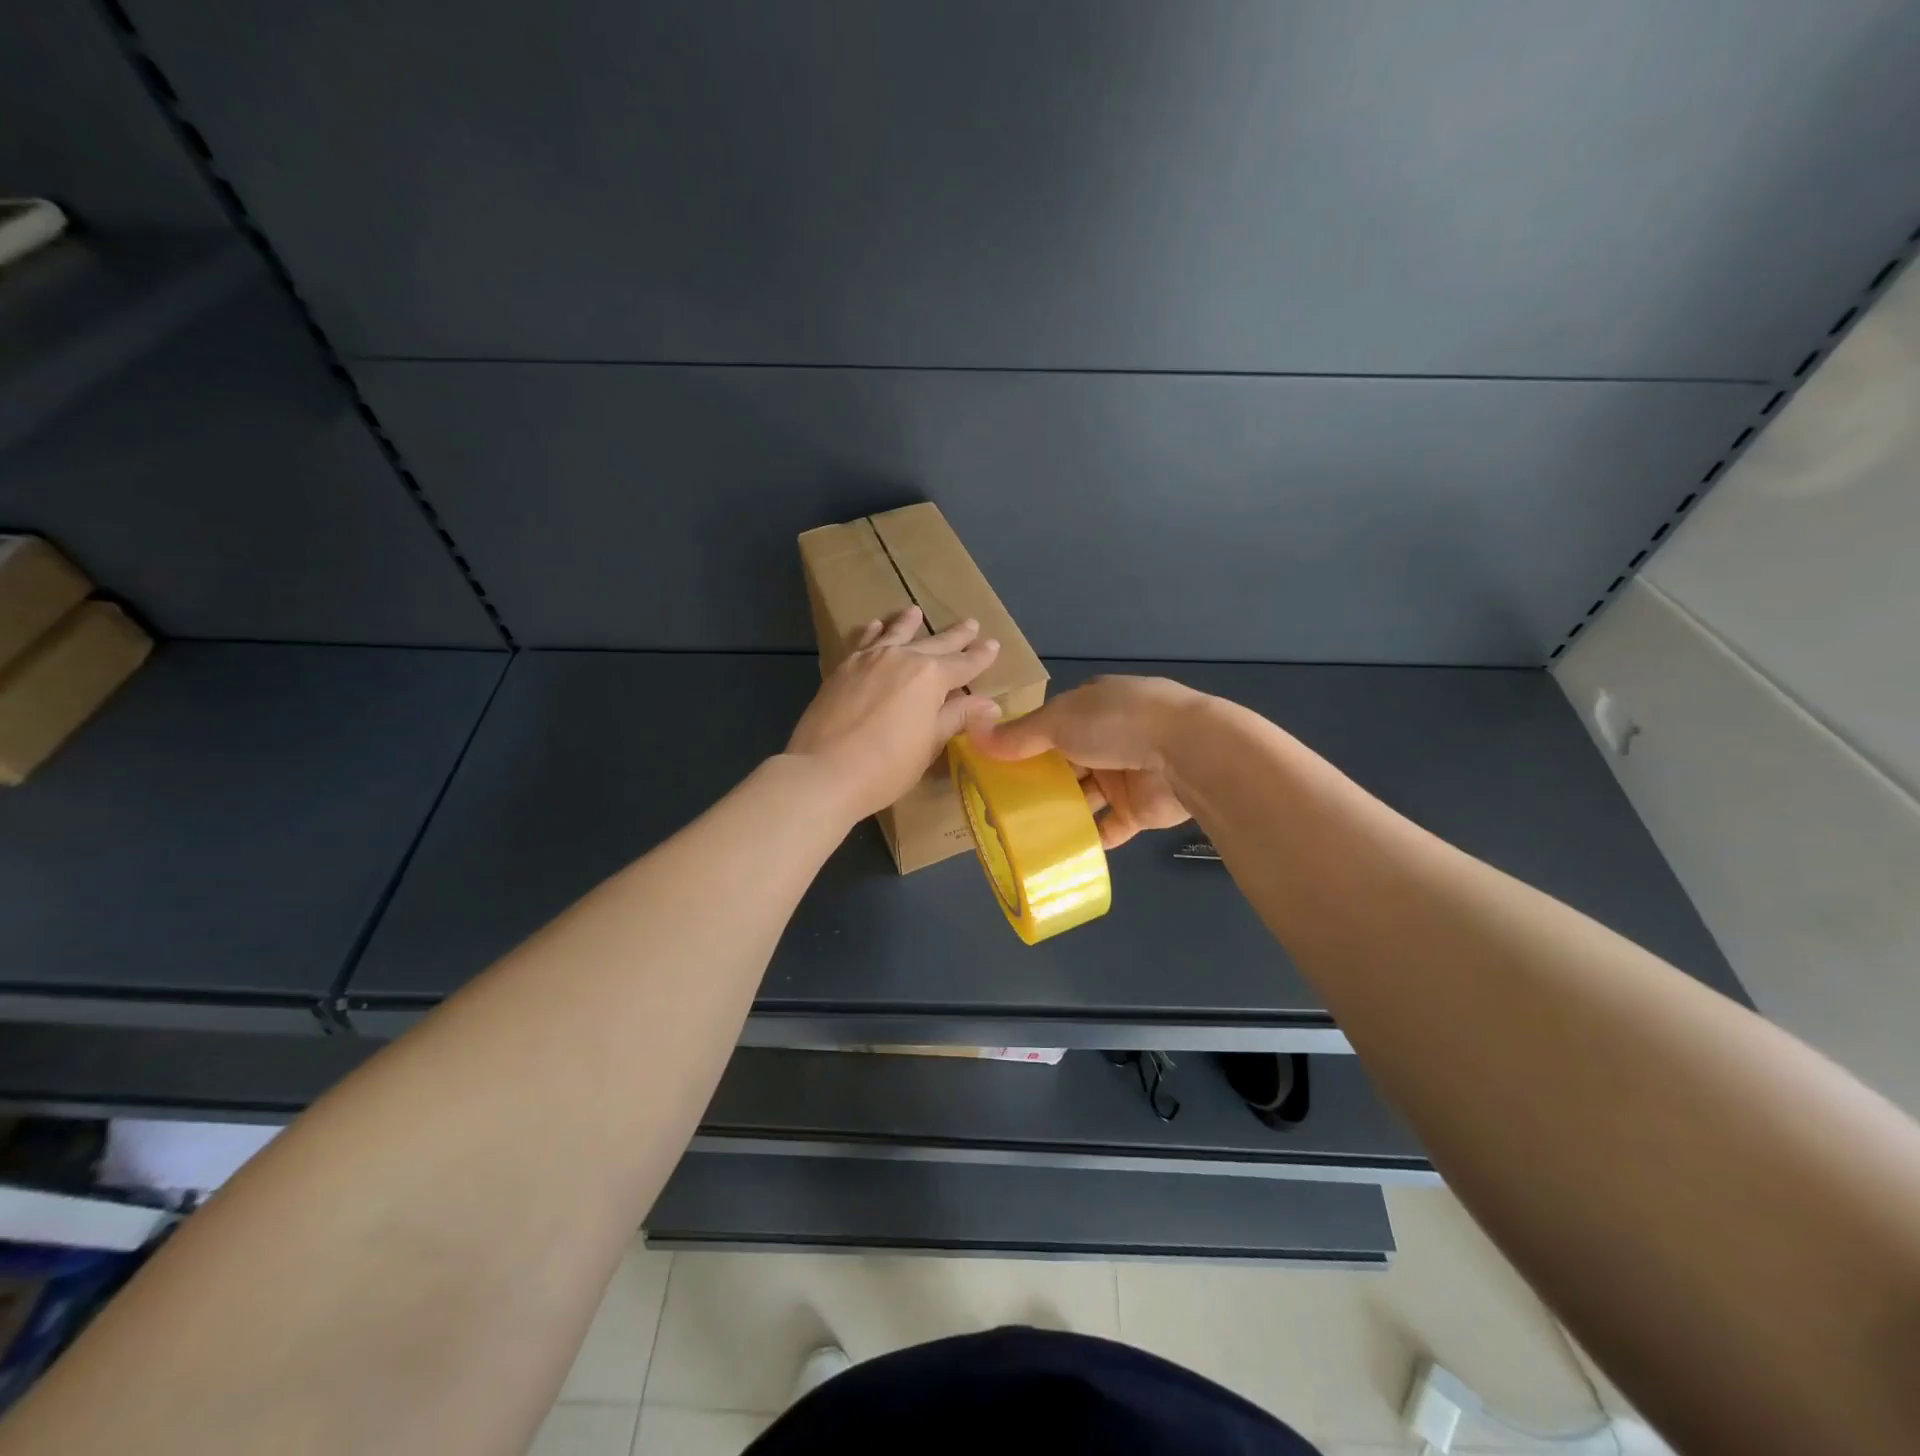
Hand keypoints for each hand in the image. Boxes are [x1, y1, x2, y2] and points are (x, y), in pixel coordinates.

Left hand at [787, 606, 1001, 821]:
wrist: (824, 771)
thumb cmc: (887, 766)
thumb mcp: (929, 743)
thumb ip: (956, 717)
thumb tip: (988, 704)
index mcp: (931, 676)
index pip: (963, 664)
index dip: (980, 657)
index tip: (993, 645)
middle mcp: (902, 658)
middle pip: (934, 644)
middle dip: (955, 636)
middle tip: (971, 624)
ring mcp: (869, 659)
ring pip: (895, 634)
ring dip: (909, 623)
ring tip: (915, 612)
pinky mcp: (843, 668)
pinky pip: (864, 642)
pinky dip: (874, 632)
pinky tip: (876, 627)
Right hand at [969, 675, 1199, 848]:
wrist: (1188, 753)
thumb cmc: (1117, 723)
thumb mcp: (1058, 720)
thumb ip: (1018, 734)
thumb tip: (973, 733)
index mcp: (1093, 705)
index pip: (1051, 724)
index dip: (1024, 742)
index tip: (995, 765)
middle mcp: (1109, 736)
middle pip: (1065, 762)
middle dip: (1037, 781)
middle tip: (1000, 805)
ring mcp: (1126, 773)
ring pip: (1084, 796)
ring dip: (1059, 811)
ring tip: (1021, 832)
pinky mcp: (1139, 809)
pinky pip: (1107, 826)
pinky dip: (1087, 837)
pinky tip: (1058, 850)